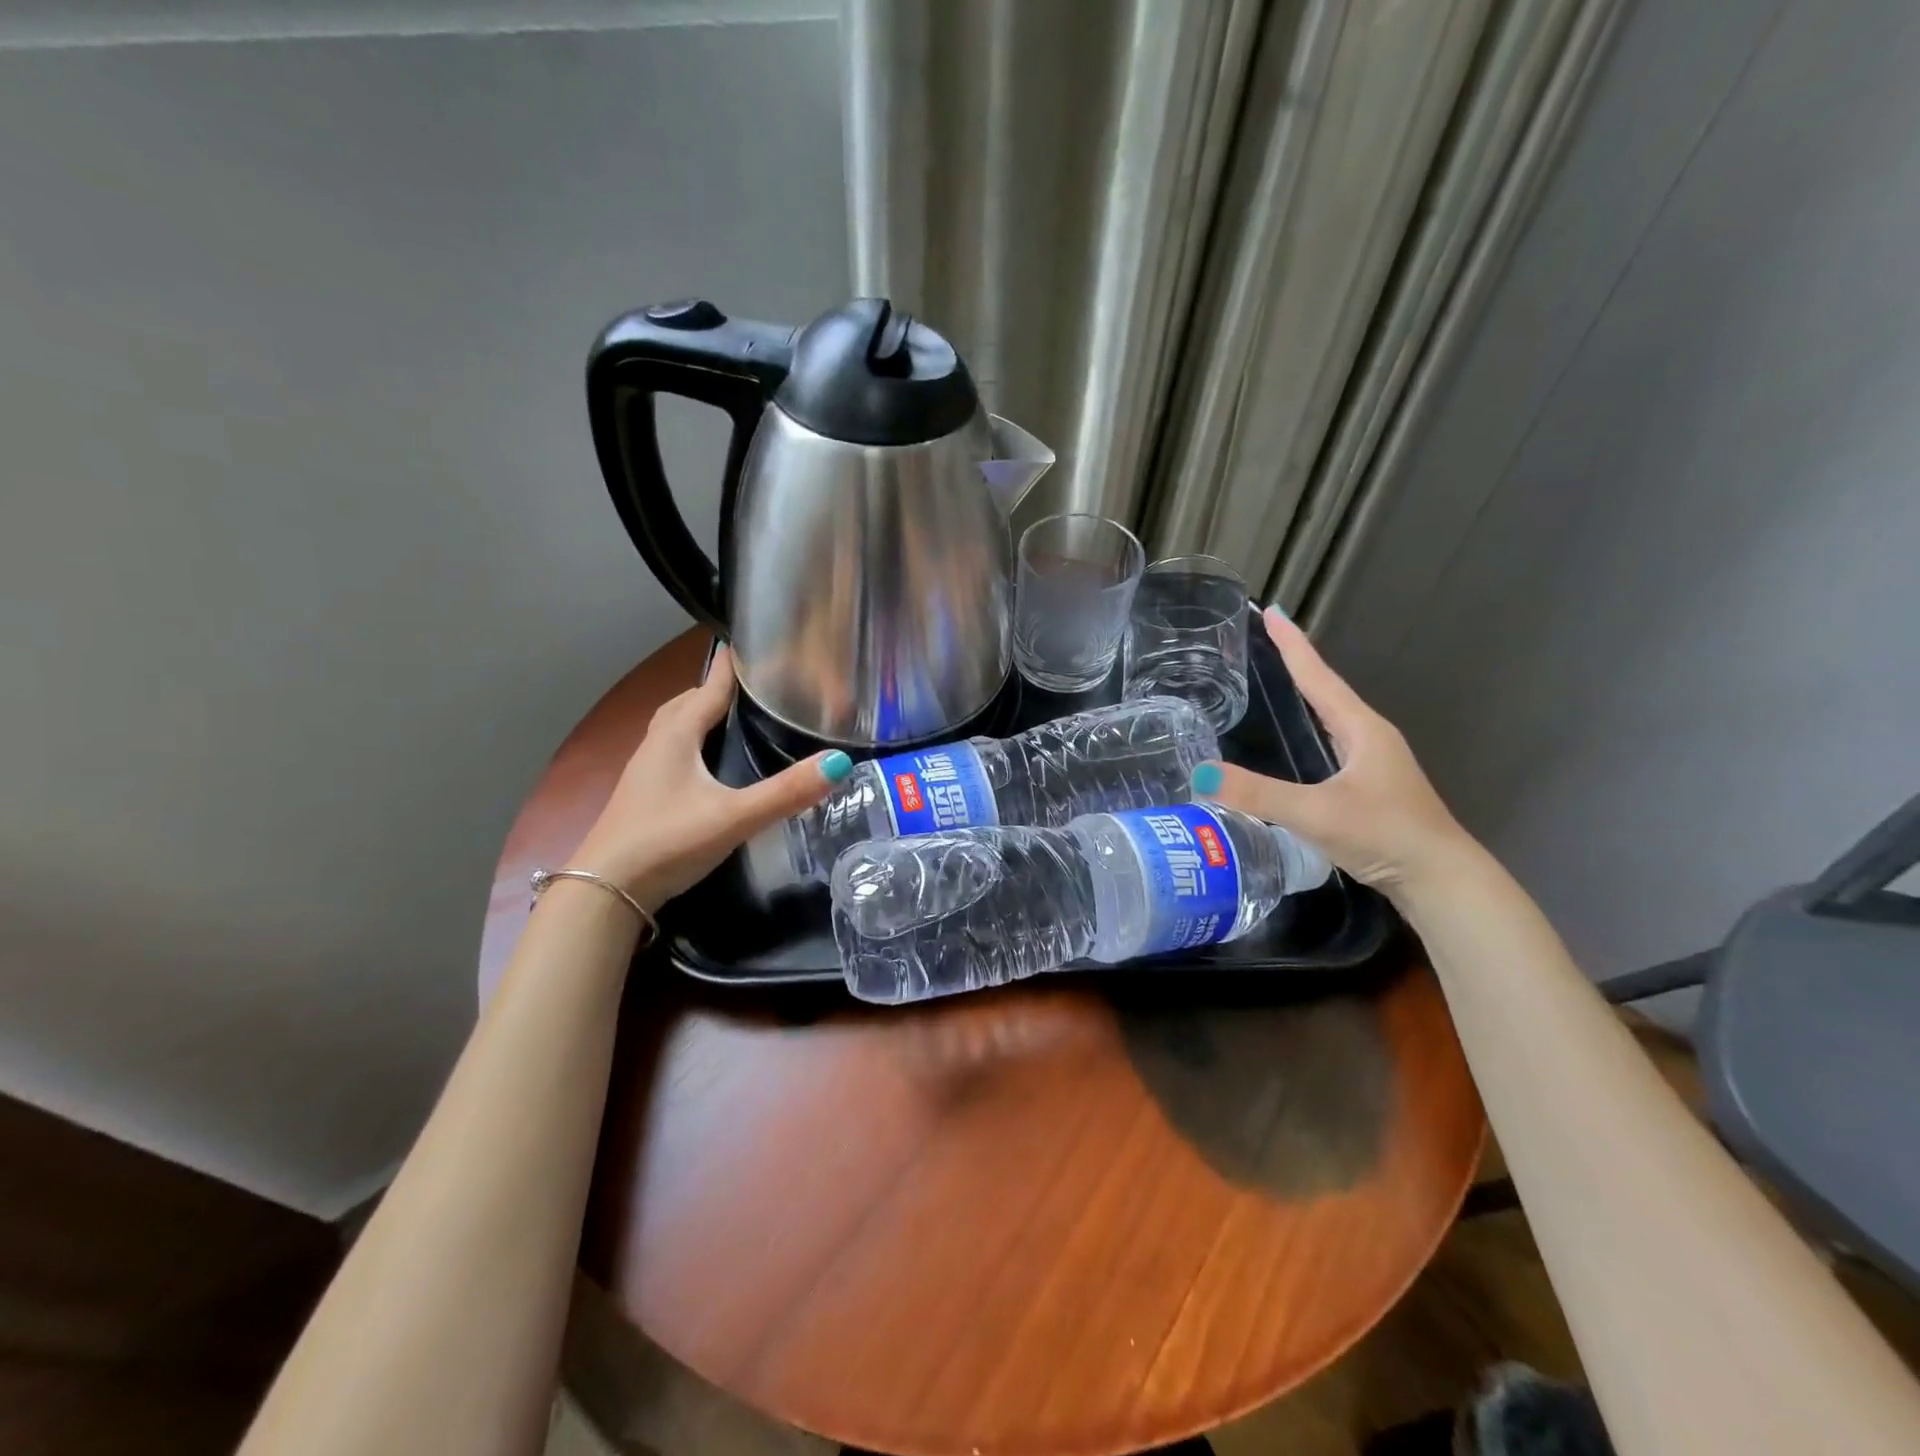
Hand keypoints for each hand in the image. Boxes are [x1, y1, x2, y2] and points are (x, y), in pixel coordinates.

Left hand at [569, 646, 851, 911]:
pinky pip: (671, 753)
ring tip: (730, 719)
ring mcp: (645, 772)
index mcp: (677, 736)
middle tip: (751, 687)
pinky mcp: (642, 796)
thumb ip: (787, 792)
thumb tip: (840, 762)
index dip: (731, 667)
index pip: (709, 687)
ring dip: (699, 715)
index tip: (753, 645)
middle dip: (715, 689)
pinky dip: (691, 744)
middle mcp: (657, 745)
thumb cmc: (668, 842)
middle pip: (687, 703)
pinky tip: (707, 766)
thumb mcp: (735, 816)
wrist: (605, 892)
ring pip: (674, 728)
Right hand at [1192, 608, 1473, 894]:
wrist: (1441, 881)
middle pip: (1326, 691)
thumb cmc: (1384, 835)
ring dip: (1307, 697)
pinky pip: (1332, 744)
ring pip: (1332, 719)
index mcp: (1361, 730)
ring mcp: (1374, 763)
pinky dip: (1312, 730)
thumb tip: (1200, 774)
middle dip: (1297, 666)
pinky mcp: (1372, 787)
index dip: (1293, 645)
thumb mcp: (1316, 812)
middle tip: (1265, 643)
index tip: (1271, 612)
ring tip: (1277, 683)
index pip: (1318, 677)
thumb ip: (1258, 794)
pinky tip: (1300, 745)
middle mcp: (1370, 738)